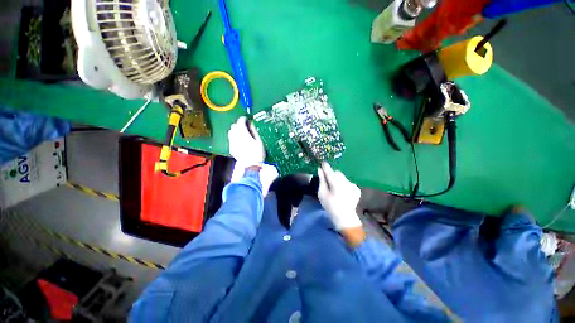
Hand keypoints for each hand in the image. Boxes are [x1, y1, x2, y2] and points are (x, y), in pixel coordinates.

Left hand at [228, 116, 264, 167]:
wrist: (251, 165)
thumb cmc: (257, 153)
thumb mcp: (259, 141)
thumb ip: (253, 131)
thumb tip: (250, 124)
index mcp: (243, 133)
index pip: (240, 121)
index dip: (243, 119)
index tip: (247, 120)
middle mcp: (235, 136)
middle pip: (234, 126)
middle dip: (239, 125)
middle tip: (245, 127)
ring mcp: (232, 143)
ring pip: (231, 132)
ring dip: (235, 131)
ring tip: (242, 134)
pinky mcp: (231, 148)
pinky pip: (231, 139)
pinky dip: (234, 138)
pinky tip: (240, 142)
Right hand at [317, 162, 362, 230]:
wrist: (345, 217)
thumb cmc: (330, 206)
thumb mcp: (322, 193)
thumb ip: (321, 180)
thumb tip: (319, 170)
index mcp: (336, 184)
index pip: (329, 171)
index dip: (325, 166)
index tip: (322, 163)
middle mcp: (346, 182)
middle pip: (337, 173)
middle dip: (332, 175)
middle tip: (328, 182)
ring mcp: (352, 185)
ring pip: (342, 177)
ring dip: (338, 179)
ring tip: (335, 189)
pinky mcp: (356, 188)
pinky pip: (347, 182)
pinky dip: (343, 184)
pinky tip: (342, 192)